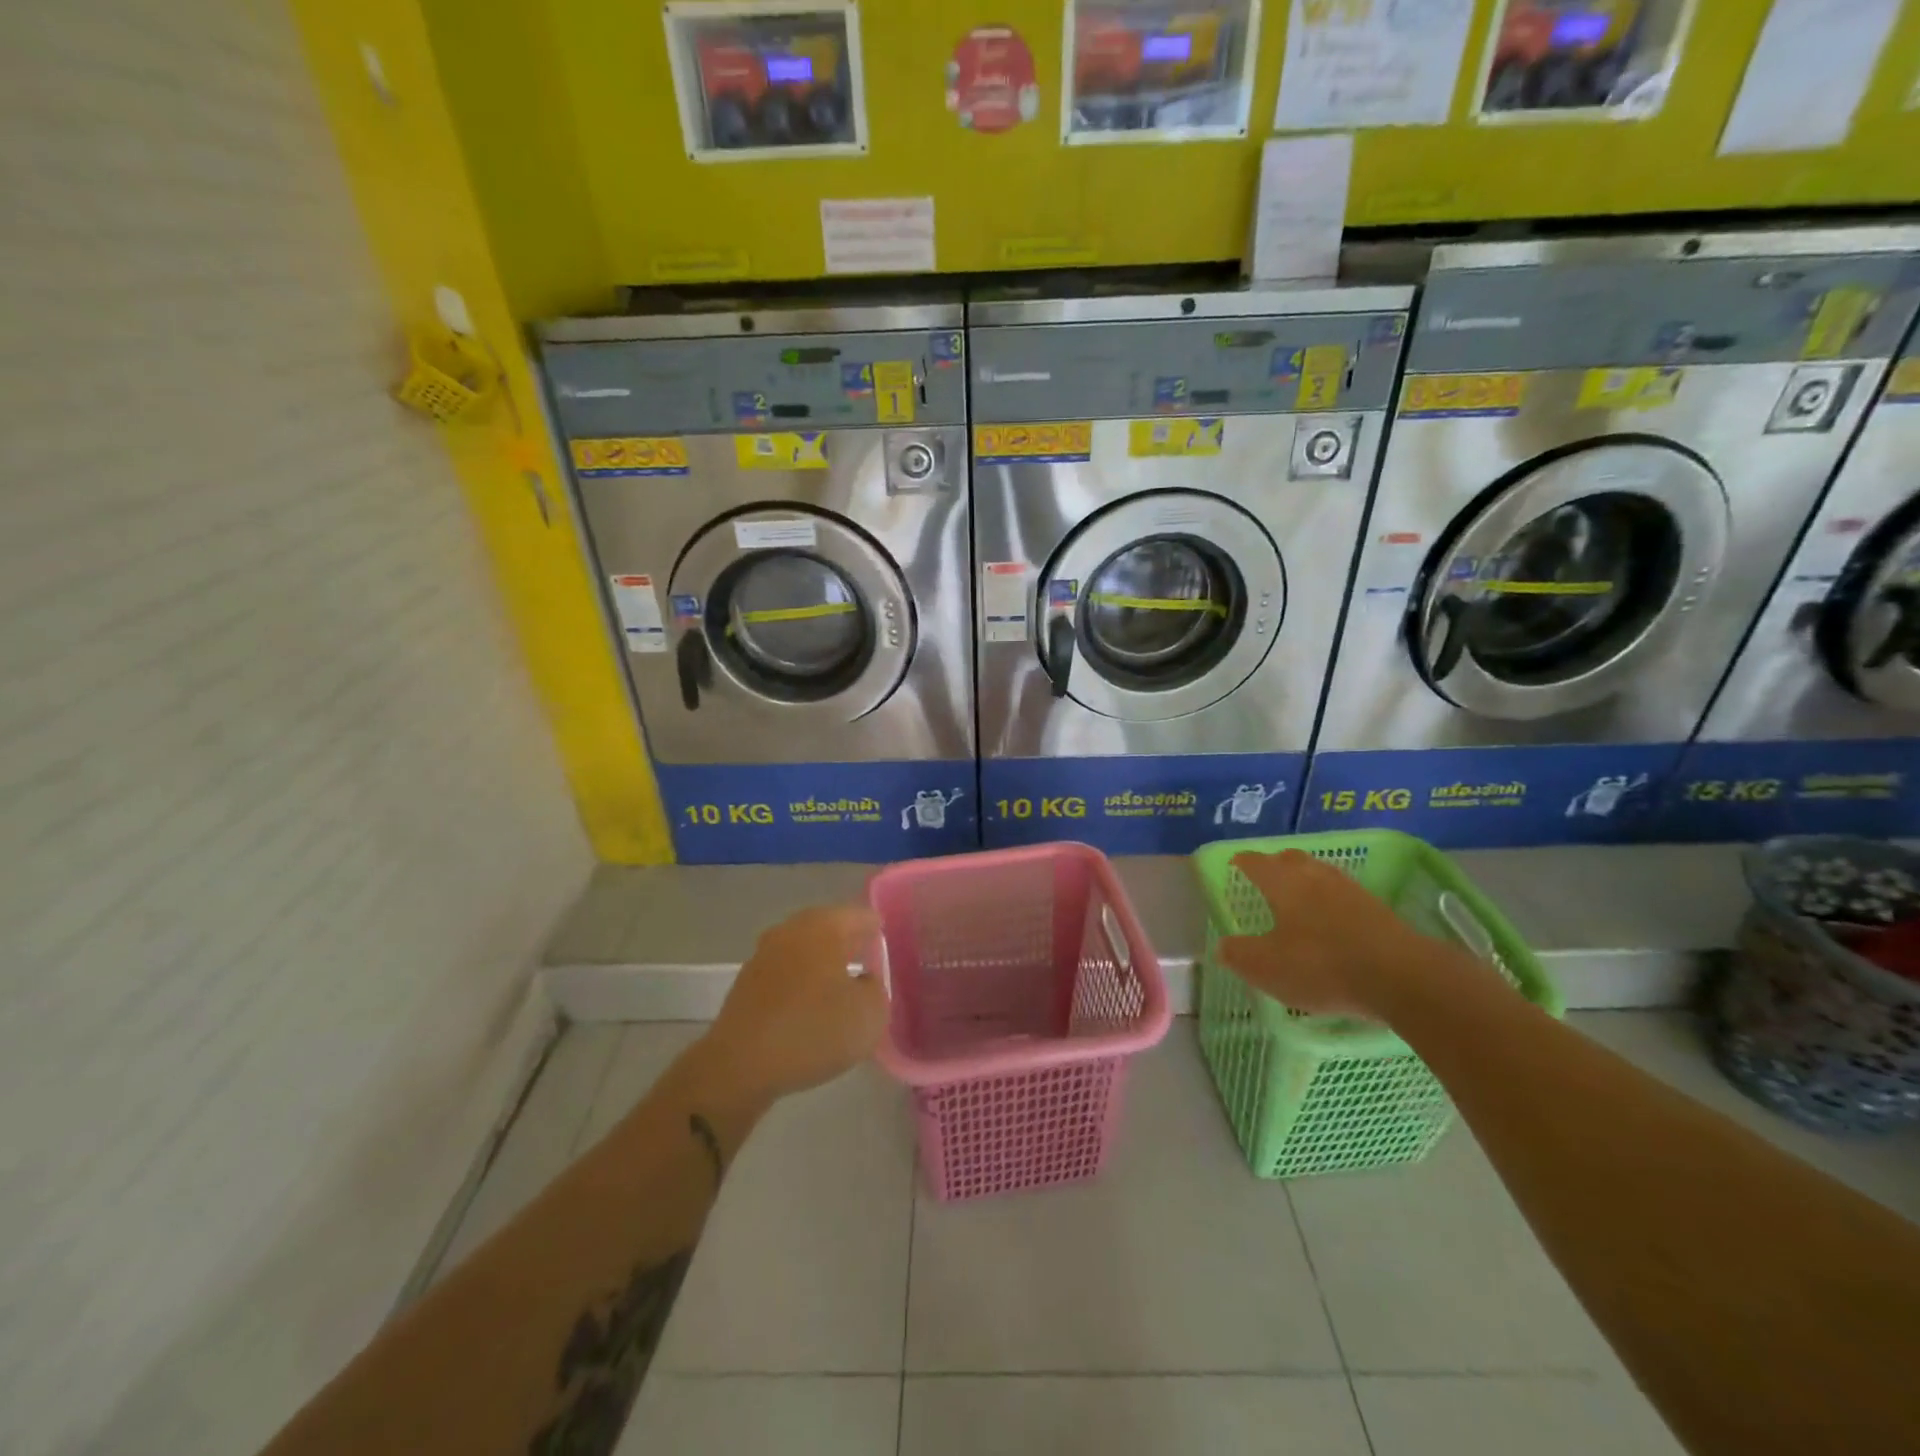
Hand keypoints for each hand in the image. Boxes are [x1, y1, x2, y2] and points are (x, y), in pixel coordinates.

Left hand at [705, 904, 888, 1102]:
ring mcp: (765, 954)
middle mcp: (792, 930)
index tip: (887, 943)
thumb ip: (876, 989)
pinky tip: (809, 1005)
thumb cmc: (812, 1031)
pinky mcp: (747, 982)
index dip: (877, 928)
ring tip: (841, 984)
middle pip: (829, 927)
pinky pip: (786, 972)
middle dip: (848, 941)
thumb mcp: (869, 1015)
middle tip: (868, 958)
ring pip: (804, 949)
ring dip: (822, 962)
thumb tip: (863, 981)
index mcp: (824, 927)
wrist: (739, 1065)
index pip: (861, 916)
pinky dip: (801, 981)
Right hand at [1216, 850, 1457, 1018]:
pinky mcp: (1378, 910)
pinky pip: (1343, 896)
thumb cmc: (1322, 965)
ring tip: (1297, 899)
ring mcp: (1351, 891)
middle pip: (1291, 860)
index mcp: (1283, 883)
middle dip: (1275, 864)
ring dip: (1306, 881)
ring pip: (1320, 875)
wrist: (1402, 977)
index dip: (1243, 862)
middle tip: (1265, 877)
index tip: (1234, 864)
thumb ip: (1239, 954)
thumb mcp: (1267, 967)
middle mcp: (1315, 877)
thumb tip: (1222, 945)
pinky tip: (1331, 922)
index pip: (1256, 862)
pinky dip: (1330, 902)